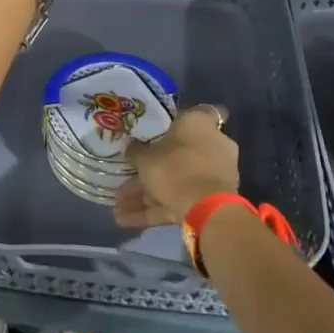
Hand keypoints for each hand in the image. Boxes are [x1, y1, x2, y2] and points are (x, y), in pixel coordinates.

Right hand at [114, 105, 239, 228]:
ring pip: (177, 179)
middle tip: (128, 176)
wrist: (205, 209)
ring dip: (148, 194)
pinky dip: (156, 209)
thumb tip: (131, 146)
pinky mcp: (212, 199)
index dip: (185, 118)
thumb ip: (136, 151)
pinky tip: (126, 221)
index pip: (201, 112)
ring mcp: (215, 174)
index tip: (168, 124)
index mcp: (200, 124)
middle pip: (180, 152)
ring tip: (118, 207)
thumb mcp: (145, 158)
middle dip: (153, 168)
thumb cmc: (175, 167)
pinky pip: (180, 199)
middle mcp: (213, 145)